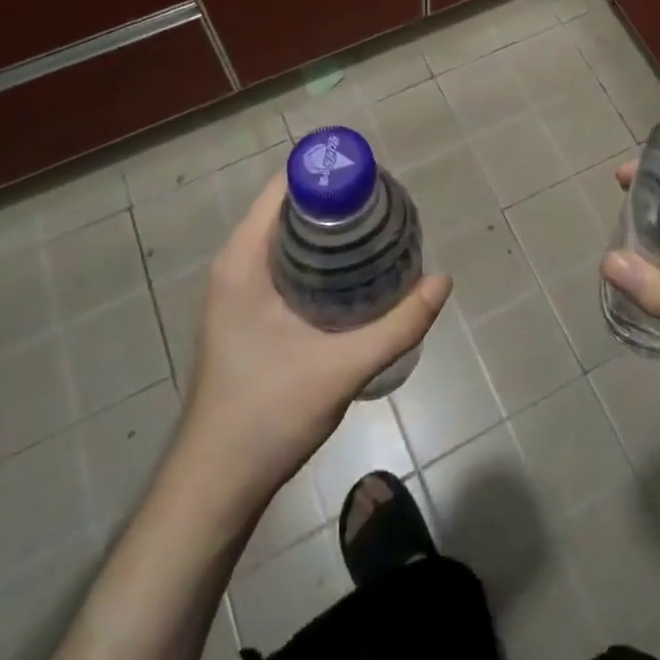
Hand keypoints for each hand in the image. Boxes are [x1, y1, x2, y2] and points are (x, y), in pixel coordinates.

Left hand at [180, 171, 450, 500]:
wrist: (216, 485)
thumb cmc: (268, 415)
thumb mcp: (342, 368)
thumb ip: (398, 325)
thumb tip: (443, 281)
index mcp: (243, 260)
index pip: (286, 186)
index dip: (330, 174)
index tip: (375, 180)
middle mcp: (235, 263)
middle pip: (289, 207)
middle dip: (338, 200)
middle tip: (387, 207)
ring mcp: (236, 289)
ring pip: (287, 235)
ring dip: (329, 228)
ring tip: (378, 231)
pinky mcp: (245, 311)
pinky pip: (283, 261)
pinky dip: (316, 254)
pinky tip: (353, 272)